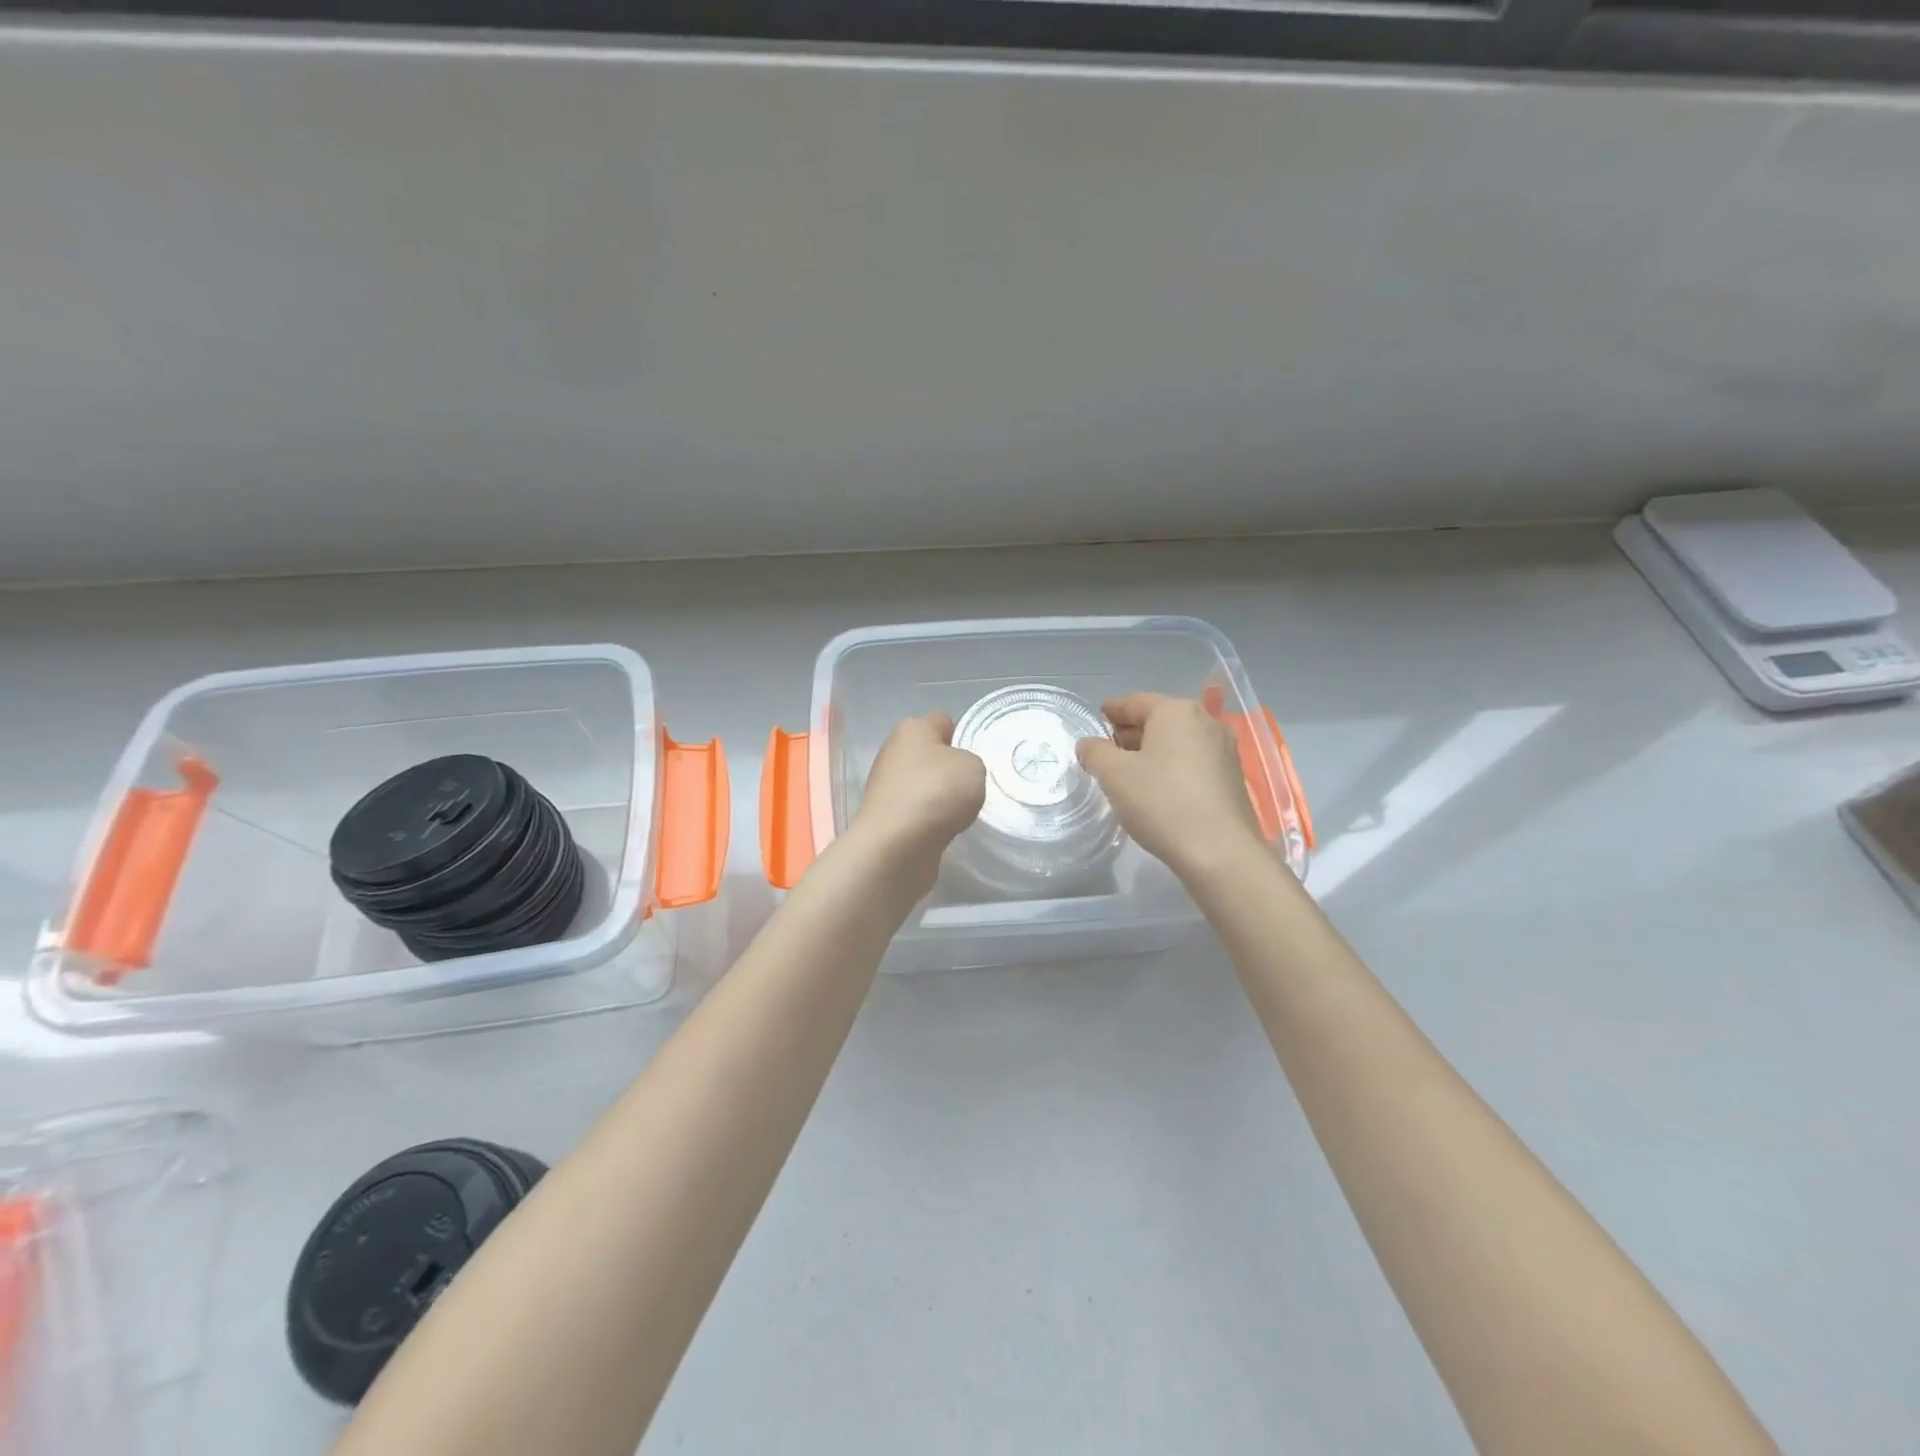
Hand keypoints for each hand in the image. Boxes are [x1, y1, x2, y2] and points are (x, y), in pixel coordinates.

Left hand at [846, 712, 986, 885]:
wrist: (896, 845)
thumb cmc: (936, 792)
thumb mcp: (973, 766)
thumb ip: (971, 762)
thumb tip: (956, 774)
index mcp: (912, 729)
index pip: (943, 720)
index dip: (963, 734)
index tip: (978, 755)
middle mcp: (893, 752)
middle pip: (931, 754)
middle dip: (951, 768)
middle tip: (973, 785)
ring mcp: (886, 785)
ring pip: (924, 783)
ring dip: (940, 796)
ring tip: (961, 811)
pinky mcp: (886, 815)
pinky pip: (917, 809)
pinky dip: (930, 818)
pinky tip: (944, 828)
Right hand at [1076, 693, 1265, 880]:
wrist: (1220, 852)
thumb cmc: (1162, 802)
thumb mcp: (1114, 775)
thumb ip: (1095, 753)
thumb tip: (1089, 744)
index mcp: (1176, 711)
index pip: (1135, 702)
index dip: (1112, 710)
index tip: (1097, 717)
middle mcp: (1206, 722)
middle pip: (1159, 719)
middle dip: (1131, 732)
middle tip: (1107, 748)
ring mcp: (1224, 750)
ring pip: (1178, 742)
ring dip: (1152, 751)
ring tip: (1128, 771)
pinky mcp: (1232, 778)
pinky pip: (1193, 762)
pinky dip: (1172, 767)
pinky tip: (1158, 788)